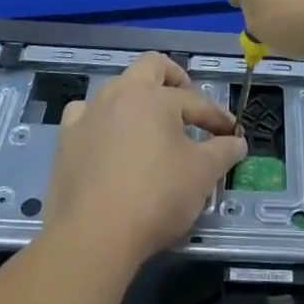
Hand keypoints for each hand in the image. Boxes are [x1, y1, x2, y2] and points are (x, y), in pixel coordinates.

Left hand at [43, 53, 246, 272]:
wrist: (93, 235)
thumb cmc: (156, 196)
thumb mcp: (203, 174)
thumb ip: (224, 151)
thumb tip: (237, 141)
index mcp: (155, 96)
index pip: (196, 101)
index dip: (218, 118)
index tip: (232, 135)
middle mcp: (120, 93)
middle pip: (151, 67)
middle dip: (174, 79)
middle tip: (188, 104)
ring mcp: (88, 114)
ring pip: (117, 89)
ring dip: (137, 100)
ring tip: (151, 126)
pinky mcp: (66, 140)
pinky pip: (86, 116)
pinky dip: (102, 121)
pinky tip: (109, 141)